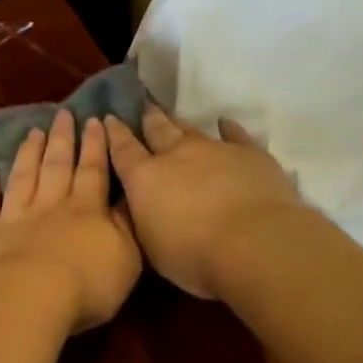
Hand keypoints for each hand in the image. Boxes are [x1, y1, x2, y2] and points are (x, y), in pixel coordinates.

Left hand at [0, 110, 141, 333]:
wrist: (29, 298)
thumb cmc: (86, 284)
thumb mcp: (126, 259)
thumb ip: (126, 228)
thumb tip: (126, 202)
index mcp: (86, 209)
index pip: (93, 170)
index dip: (95, 145)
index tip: (95, 120)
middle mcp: (49, 205)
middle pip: (56, 166)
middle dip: (62, 139)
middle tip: (62, 114)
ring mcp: (13, 218)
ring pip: (22, 178)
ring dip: (28, 154)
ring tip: (32, 132)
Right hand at [104, 105, 303, 299]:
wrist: (253, 244)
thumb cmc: (193, 255)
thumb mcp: (150, 246)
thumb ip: (142, 220)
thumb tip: (139, 206)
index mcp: (145, 179)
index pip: (123, 150)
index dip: (115, 133)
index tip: (108, 118)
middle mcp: (177, 155)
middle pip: (158, 130)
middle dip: (148, 119)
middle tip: (143, 107)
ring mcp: (215, 150)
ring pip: (192, 129)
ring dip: (180, 122)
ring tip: (172, 115)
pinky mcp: (249, 154)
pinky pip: (236, 135)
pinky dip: (228, 128)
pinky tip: (225, 123)